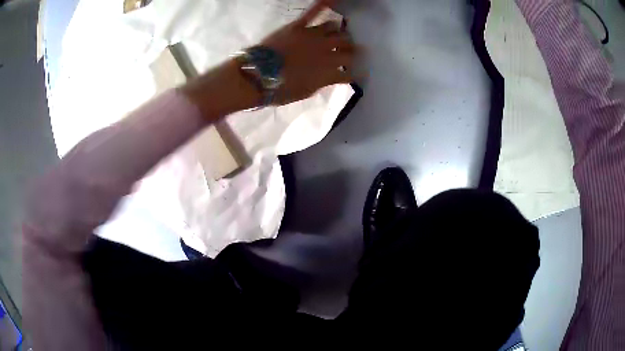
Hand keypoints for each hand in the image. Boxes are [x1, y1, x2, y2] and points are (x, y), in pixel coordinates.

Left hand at [261, 0, 358, 104]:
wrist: (259, 76)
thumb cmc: (281, 89)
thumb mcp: (306, 91)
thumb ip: (322, 82)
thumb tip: (329, 76)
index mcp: (329, 71)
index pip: (348, 72)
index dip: (352, 73)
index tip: (353, 73)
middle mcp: (327, 51)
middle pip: (347, 46)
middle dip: (350, 49)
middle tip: (349, 49)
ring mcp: (313, 36)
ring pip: (335, 28)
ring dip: (339, 32)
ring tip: (339, 32)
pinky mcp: (299, 26)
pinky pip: (313, 12)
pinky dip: (323, 4)